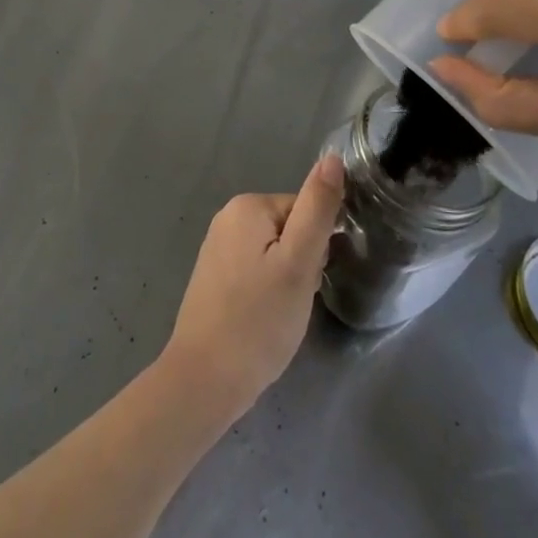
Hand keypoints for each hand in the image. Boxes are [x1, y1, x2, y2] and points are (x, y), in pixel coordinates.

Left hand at [159, 154, 344, 422]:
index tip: (308, 281)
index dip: (316, 249)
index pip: (305, 211)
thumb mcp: (299, 262)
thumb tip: (332, 158)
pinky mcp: (214, 277)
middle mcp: (228, 217)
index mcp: (248, 205)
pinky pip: (256, 272)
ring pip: (275, 255)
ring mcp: (217, 248)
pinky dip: (267, 294)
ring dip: (286, 282)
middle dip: (301, 266)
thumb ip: (317, 208)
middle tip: (293, 302)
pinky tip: (263, 321)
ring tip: (279, 315)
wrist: (205, 380)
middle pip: (289, 231)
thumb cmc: (258, 320)